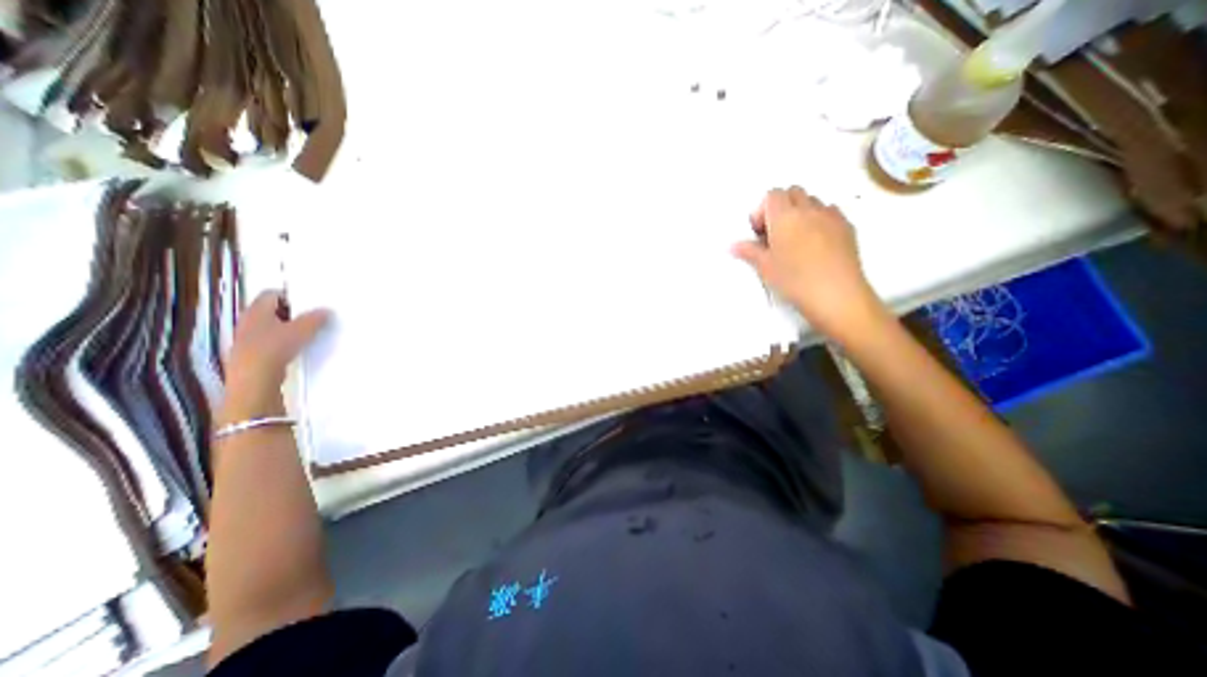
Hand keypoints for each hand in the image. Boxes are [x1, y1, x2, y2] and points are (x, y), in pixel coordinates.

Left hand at [218, 289, 326, 422]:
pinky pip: (270, 341)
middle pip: (271, 311)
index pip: (271, 294)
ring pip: (271, 326)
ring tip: (308, 333)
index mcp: (256, 311)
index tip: (309, 302)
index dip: (289, 295)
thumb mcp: (302, 330)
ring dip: (288, 328)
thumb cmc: (274, 348)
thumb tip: (326, 310)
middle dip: (291, 313)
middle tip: (312, 316)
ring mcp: (247, 339)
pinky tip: (297, 348)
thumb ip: (315, 318)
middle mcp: (248, 322)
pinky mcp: (252, 354)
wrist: (254, 380)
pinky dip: (283, 341)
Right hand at [730, 186, 883, 337]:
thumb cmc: (794, 280)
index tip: (759, 232)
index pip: (772, 195)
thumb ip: (749, 252)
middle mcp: (809, 209)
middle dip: (781, 206)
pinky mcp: (848, 227)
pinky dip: (819, 220)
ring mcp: (831, 216)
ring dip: (801, 212)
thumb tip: (733, 245)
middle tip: (774, 233)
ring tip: (795, 239)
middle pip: (793, 192)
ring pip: (813, 201)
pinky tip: (816, 244)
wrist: (836, 294)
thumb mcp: (765, 268)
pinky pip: (830, 213)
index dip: (762, 211)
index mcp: (785, 216)